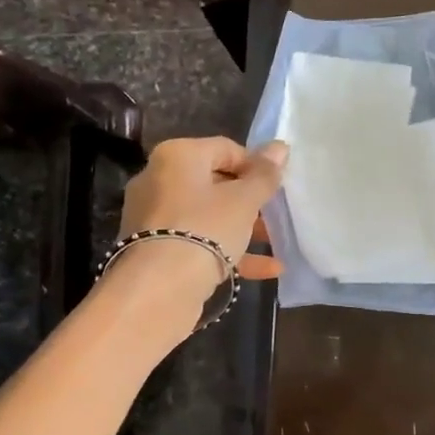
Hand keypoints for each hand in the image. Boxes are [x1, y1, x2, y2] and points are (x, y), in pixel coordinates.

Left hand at [114, 137, 287, 298]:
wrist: (159, 288)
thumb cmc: (206, 228)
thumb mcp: (243, 200)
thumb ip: (264, 175)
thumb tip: (280, 147)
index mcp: (177, 156)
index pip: (225, 149)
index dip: (256, 165)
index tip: (277, 186)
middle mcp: (159, 179)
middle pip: (214, 184)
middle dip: (249, 200)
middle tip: (276, 214)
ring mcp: (154, 217)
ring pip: (207, 216)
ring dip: (243, 228)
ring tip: (274, 242)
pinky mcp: (156, 250)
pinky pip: (197, 242)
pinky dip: (228, 251)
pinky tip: (267, 269)